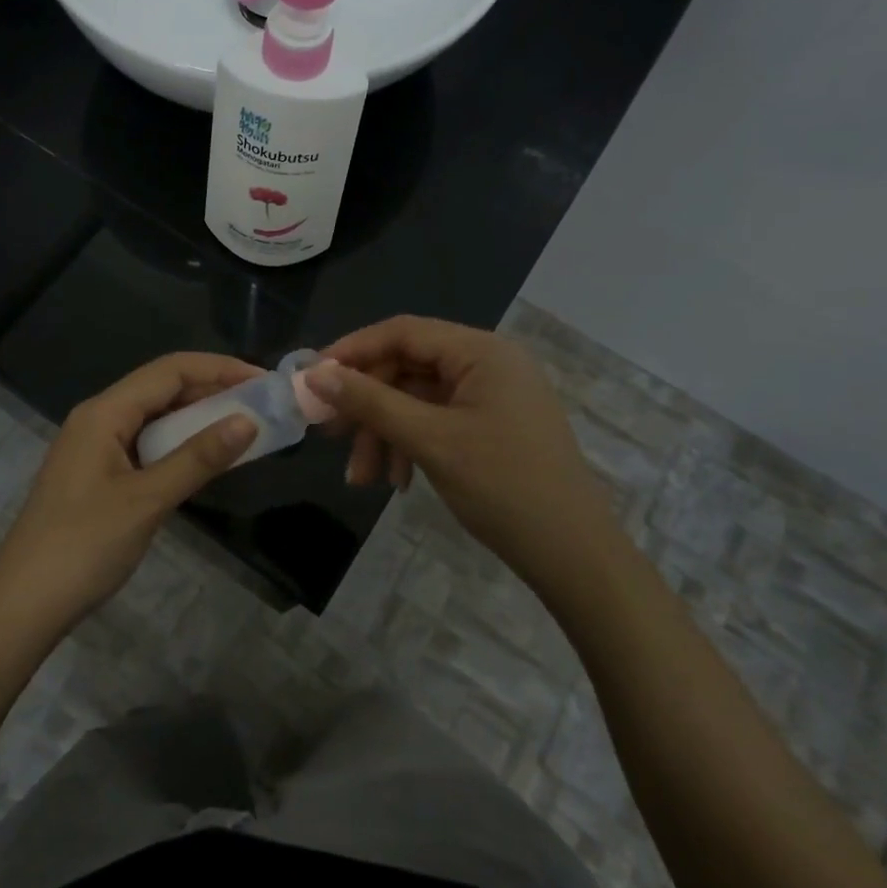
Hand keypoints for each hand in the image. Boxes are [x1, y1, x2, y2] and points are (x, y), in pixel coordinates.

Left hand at [0, 353, 261, 637]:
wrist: (23, 605)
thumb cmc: (83, 546)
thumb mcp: (147, 500)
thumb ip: (198, 458)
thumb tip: (248, 421)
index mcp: (104, 412)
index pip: (169, 370)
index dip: (219, 369)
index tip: (263, 380)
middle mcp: (98, 419)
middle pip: (162, 388)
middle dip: (212, 390)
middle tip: (261, 404)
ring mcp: (96, 447)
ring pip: (155, 417)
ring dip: (198, 418)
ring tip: (243, 427)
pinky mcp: (98, 475)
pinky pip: (146, 444)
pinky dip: (179, 445)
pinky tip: (204, 459)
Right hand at [311, 316, 619, 577]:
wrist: (573, 555)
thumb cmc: (503, 487)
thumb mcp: (430, 441)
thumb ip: (371, 402)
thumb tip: (315, 375)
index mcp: (481, 352)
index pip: (402, 332)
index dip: (352, 351)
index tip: (312, 379)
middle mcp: (488, 363)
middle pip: (407, 367)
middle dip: (368, 405)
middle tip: (331, 435)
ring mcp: (492, 395)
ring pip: (417, 399)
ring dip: (385, 433)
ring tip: (362, 478)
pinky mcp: (492, 425)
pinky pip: (437, 421)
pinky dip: (410, 444)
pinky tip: (397, 481)